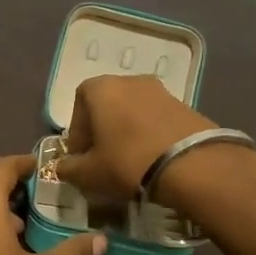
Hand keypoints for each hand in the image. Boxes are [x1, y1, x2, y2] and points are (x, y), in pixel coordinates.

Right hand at [55, 75, 215, 203]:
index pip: (78, 106)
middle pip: (107, 106)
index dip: (77, 134)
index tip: (82, 158)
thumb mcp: (88, 173)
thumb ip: (69, 169)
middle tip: (103, 160)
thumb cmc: (126, 161)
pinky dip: (149, 135)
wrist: (191, 165)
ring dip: (126, 133)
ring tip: (130, 162)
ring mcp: (161, 90)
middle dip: (102, 131)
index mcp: (101, 88)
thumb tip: (63, 167)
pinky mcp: (185, 105)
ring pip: (132, 112)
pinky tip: (152, 159)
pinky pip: (156, 119)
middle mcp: (129, 80)